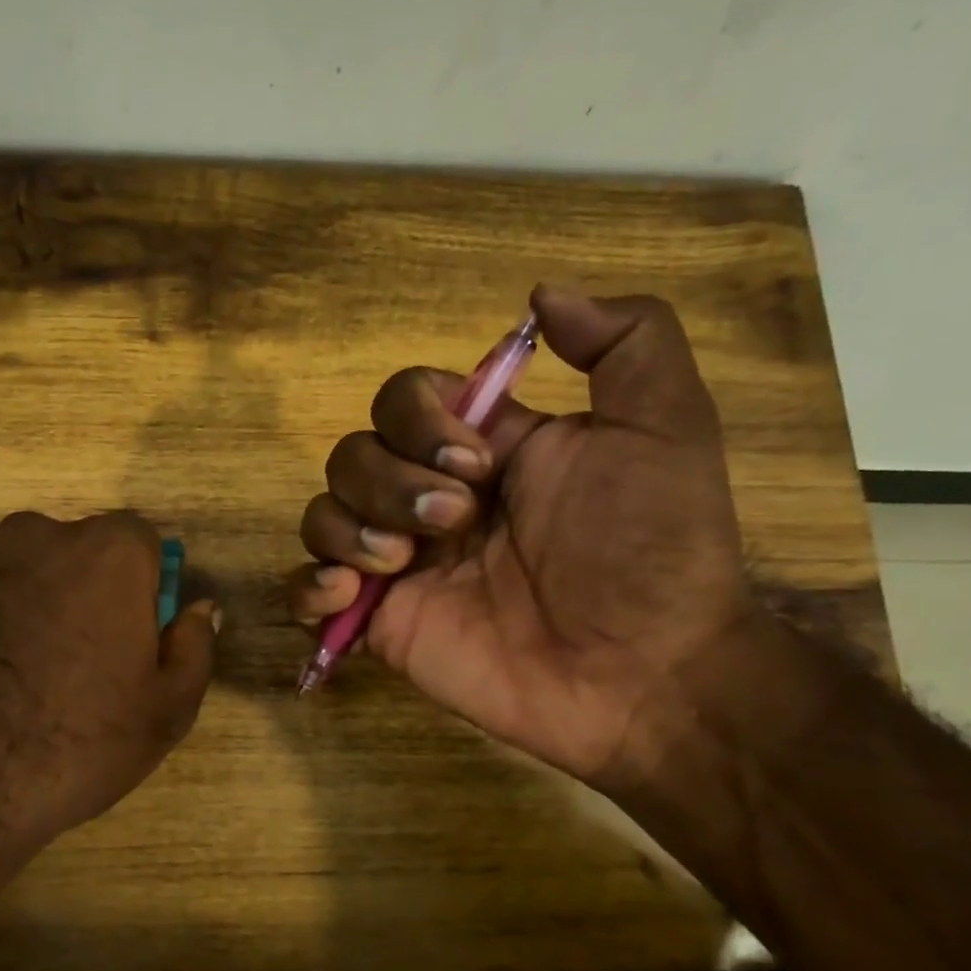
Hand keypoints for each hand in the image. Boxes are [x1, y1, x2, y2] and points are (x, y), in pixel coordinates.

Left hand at [0, 510, 217, 918]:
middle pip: (72, 552)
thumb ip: (194, 647)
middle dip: (79, 592)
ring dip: (21, 605)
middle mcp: (34, 536)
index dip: (140, 585)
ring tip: (9, 678)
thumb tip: (201, 608)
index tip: (129, 633)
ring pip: (11, 571)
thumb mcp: (165, 712)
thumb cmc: (73, 744)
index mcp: (107, 555)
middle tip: (71, 661)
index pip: (139, 540)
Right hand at [288, 288, 751, 787]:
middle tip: (454, 523)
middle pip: (351, 454)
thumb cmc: (651, 550)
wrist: (643, 674)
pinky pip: (306, 589)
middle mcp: (430, 498)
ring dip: (349, 529)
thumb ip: (625, 340)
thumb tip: (540, 296)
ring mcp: (399, 564)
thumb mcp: (665, 426)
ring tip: (403, 566)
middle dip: (391, 482)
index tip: (479, 464)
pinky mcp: (380, 622)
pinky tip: (350, 597)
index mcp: (482, 449)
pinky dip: (309, 586)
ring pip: (322, 514)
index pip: (402, 399)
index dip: (418, 419)